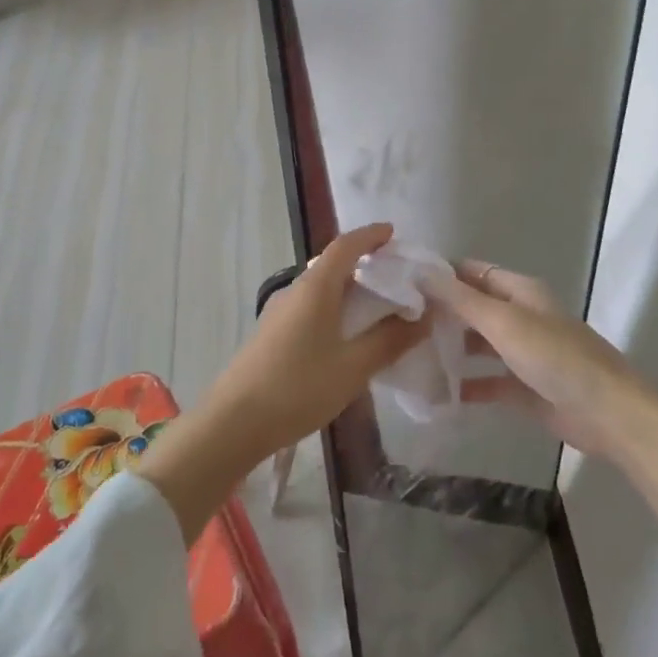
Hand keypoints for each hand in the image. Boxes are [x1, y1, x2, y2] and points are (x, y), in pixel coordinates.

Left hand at [141, 223, 427, 540]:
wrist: (233, 423)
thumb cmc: (298, 388)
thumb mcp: (353, 367)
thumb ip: (390, 340)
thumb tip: (424, 315)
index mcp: (316, 287)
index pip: (346, 246)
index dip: (370, 236)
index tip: (393, 233)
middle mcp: (296, 290)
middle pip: (333, 264)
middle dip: (365, 263)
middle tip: (396, 275)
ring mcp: (280, 312)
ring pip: (321, 288)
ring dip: (350, 288)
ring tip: (379, 305)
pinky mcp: (273, 334)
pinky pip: (311, 307)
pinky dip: (336, 308)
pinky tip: (347, 334)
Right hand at [423, 260, 657, 463]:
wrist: (608, 413)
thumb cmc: (555, 357)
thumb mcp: (504, 322)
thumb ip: (461, 300)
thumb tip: (420, 272)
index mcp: (520, 291)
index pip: (472, 272)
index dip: (441, 275)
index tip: (402, 284)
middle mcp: (520, 316)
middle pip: (474, 308)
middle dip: (441, 313)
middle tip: (398, 324)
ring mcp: (524, 353)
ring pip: (479, 345)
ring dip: (451, 349)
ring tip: (409, 356)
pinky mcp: (525, 389)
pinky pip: (488, 382)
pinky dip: (466, 385)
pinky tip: (437, 393)